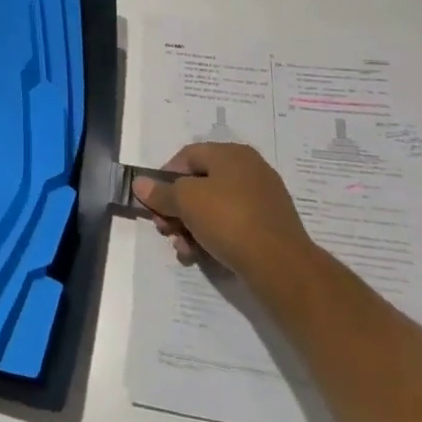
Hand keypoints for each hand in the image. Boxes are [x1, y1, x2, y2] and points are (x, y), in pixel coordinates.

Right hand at [133, 142, 315, 279]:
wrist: (281, 267)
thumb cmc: (229, 220)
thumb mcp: (185, 201)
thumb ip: (160, 192)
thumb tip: (140, 183)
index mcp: (231, 154)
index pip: (187, 156)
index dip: (164, 176)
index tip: (153, 201)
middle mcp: (248, 170)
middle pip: (199, 184)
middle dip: (175, 208)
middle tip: (164, 229)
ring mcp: (262, 200)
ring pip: (213, 208)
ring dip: (190, 227)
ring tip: (182, 248)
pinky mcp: (269, 228)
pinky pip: (231, 226)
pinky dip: (212, 237)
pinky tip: (200, 256)